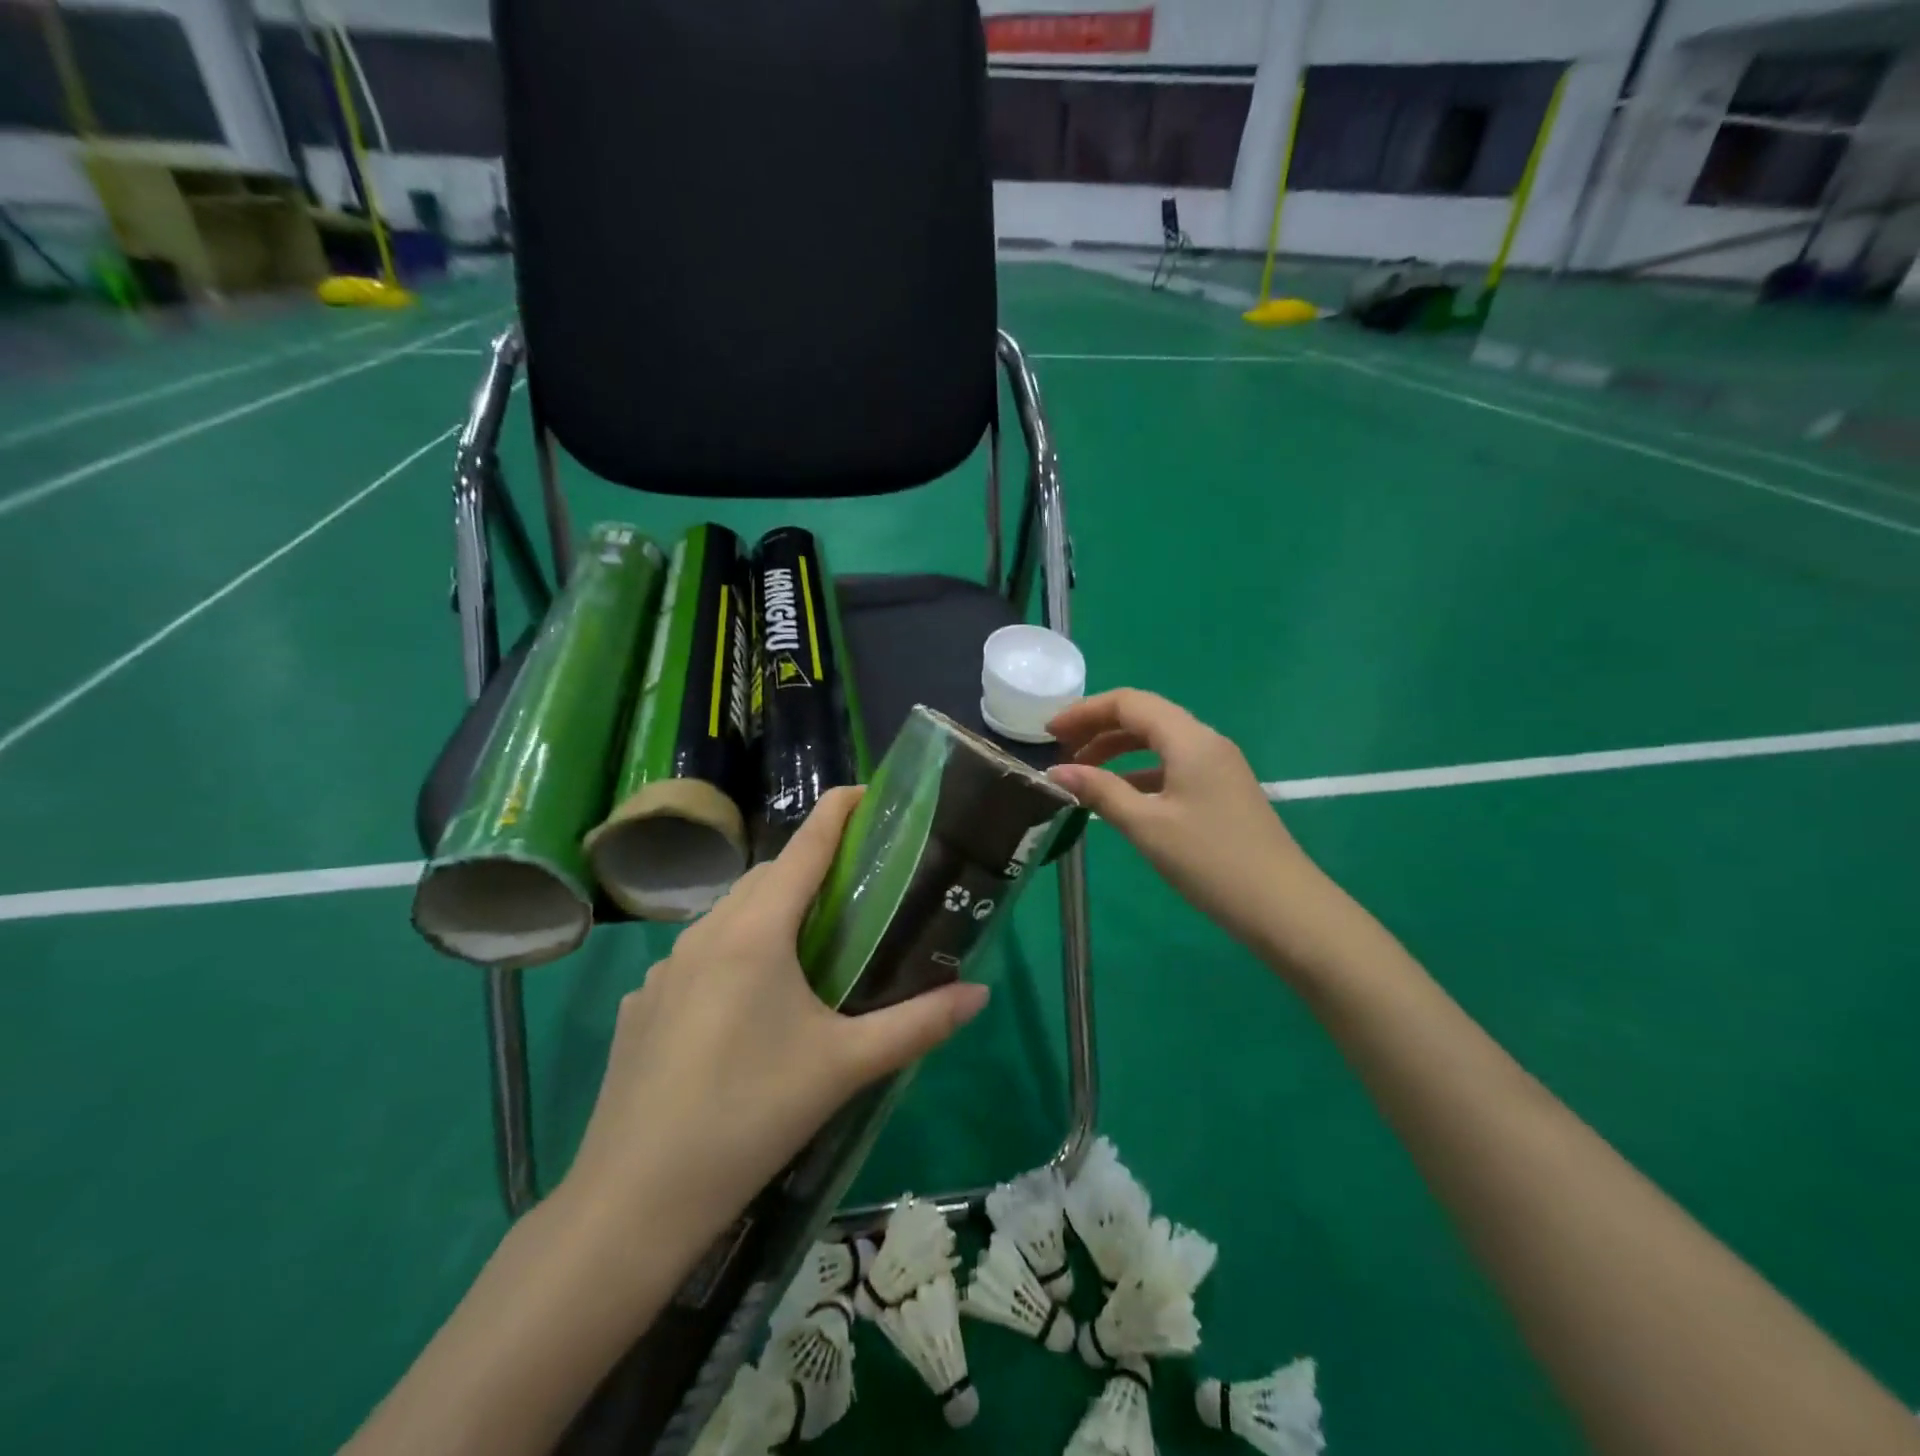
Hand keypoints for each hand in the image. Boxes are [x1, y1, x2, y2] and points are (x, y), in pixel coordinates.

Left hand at [561, 787, 989, 1237]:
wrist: (634, 1200)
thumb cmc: (750, 1115)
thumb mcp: (845, 1066)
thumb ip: (918, 1024)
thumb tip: (980, 993)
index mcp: (755, 932)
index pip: (804, 847)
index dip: (837, 812)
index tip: (867, 791)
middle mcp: (705, 934)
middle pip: (765, 878)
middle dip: (809, 868)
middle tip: (853, 890)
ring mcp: (664, 969)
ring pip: (728, 917)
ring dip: (770, 912)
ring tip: (806, 949)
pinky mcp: (643, 1006)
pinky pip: (698, 958)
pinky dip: (732, 955)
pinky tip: (746, 1009)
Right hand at [1047, 689, 1323, 960]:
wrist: (1283, 907)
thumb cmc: (1210, 861)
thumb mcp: (1147, 825)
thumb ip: (1099, 791)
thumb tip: (1056, 772)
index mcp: (1190, 739)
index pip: (1129, 703)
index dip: (1085, 712)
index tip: (1049, 733)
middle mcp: (1206, 742)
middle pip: (1145, 716)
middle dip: (1098, 728)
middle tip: (1062, 752)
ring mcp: (1218, 766)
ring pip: (1159, 742)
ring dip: (1117, 750)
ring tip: (1083, 774)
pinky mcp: (1222, 791)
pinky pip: (1172, 766)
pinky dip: (1139, 772)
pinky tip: (1120, 796)